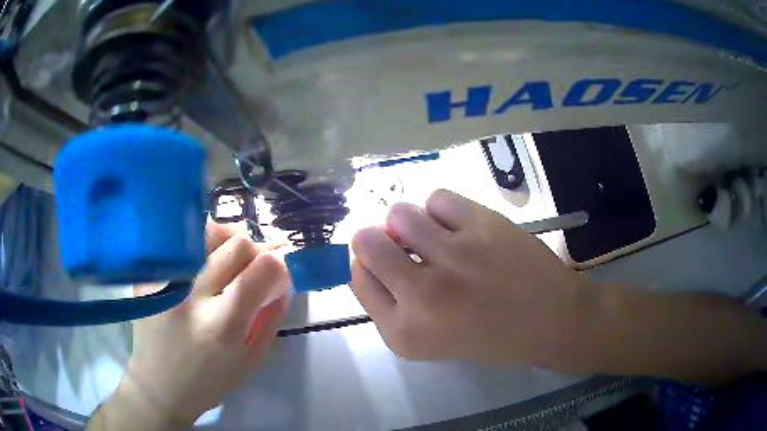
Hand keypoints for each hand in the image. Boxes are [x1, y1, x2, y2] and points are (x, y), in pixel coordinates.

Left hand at [108, 221, 289, 427]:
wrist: (159, 386)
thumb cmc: (209, 382)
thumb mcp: (250, 361)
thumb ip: (269, 319)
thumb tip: (282, 282)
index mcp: (223, 324)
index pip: (262, 269)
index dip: (279, 265)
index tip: (278, 275)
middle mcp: (193, 296)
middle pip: (237, 244)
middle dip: (256, 251)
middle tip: (254, 267)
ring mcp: (167, 281)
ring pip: (207, 232)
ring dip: (228, 240)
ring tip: (230, 259)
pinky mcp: (150, 276)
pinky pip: (181, 242)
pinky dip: (200, 246)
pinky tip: (202, 264)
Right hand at [350, 189, 596, 369]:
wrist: (551, 320)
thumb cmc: (490, 337)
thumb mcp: (429, 340)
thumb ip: (393, 305)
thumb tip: (371, 257)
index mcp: (404, 332)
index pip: (357, 279)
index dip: (366, 264)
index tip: (383, 262)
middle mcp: (421, 295)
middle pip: (367, 242)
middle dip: (377, 239)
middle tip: (403, 245)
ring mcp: (453, 256)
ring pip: (399, 214)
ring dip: (409, 222)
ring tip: (434, 235)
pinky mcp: (481, 225)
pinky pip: (437, 197)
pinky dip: (442, 209)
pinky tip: (459, 226)